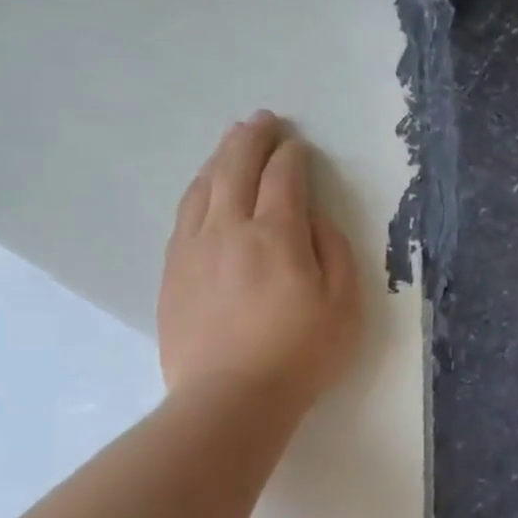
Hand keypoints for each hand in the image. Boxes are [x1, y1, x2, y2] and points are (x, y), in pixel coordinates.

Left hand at [159, 112, 361, 410]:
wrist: (230, 397)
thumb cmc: (300, 354)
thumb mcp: (344, 306)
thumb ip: (334, 253)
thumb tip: (314, 221)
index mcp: (276, 235)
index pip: (283, 178)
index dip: (292, 156)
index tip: (299, 145)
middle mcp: (229, 228)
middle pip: (236, 168)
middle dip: (251, 139)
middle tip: (263, 121)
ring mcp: (194, 248)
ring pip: (203, 186)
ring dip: (220, 158)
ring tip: (232, 144)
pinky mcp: (173, 270)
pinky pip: (184, 214)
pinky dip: (198, 190)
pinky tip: (204, 189)